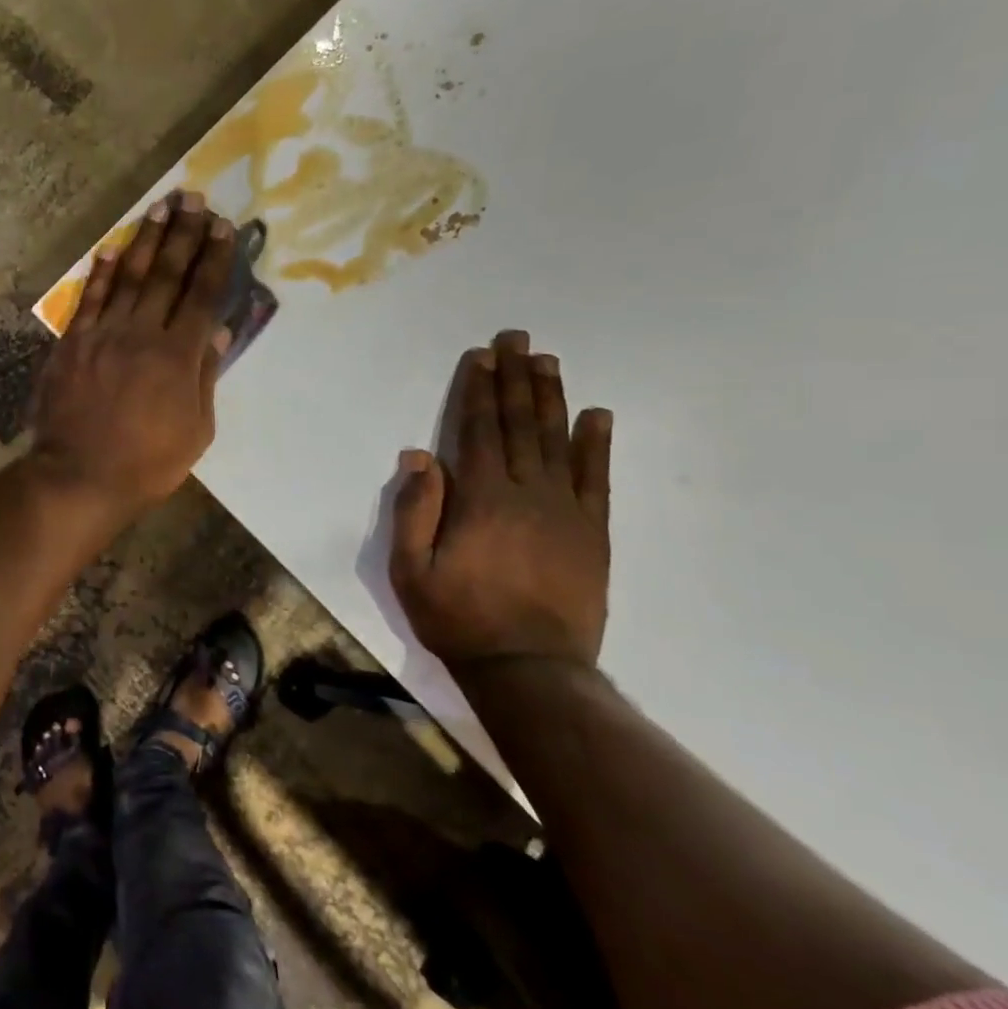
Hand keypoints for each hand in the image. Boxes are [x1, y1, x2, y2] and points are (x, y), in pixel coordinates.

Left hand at [29, 190, 235, 518]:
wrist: (80, 477)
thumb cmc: (147, 463)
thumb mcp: (195, 430)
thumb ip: (204, 376)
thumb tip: (216, 330)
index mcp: (177, 355)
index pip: (201, 295)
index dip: (214, 258)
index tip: (223, 226)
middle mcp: (141, 334)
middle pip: (166, 275)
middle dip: (182, 234)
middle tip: (192, 198)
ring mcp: (102, 335)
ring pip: (128, 278)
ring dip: (144, 241)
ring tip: (159, 208)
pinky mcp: (72, 344)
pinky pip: (88, 300)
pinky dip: (100, 273)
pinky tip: (110, 249)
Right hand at [389, 330, 612, 674]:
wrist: (530, 669)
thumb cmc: (457, 618)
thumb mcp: (410, 570)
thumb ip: (414, 510)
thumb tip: (419, 455)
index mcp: (480, 499)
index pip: (478, 431)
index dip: (478, 391)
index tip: (480, 357)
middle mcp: (527, 493)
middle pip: (520, 425)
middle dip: (515, 379)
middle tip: (516, 339)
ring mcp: (566, 511)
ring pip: (558, 441)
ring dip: (551, 397)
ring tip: (547, 361)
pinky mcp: (593, 533)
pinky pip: (597, 479)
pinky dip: (597, 444)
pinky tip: (597, 415)